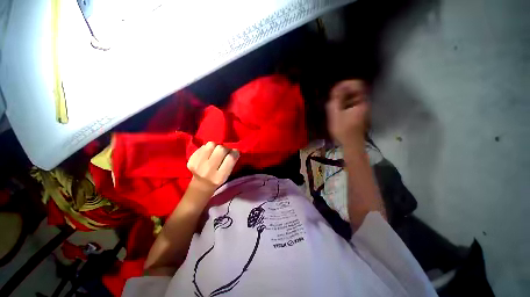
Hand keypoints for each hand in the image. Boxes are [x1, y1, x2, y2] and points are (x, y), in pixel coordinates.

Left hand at [187, 142, 238, 195]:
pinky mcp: (191, 159)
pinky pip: (203, 146)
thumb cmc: (218, 178)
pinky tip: (208, 154)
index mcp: (219, 176)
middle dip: (226, 148)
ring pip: (211, 144)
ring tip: (216, 152)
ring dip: (216, 146)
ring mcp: (197, 165)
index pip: (230, 158)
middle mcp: (208, 171)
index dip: (234, 152)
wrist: (201, 184)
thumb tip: (234, 150)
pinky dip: (208, 148)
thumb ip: (232, 162)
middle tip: (225, 152)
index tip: (235, 152)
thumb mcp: (228, 174)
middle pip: (221, 149)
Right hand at [326, 79, 368, 147]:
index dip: (345, 84)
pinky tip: (337, 111)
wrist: (351, 144)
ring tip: (333, 106)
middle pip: (355, 90)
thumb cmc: (343, 130)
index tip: (335, 90)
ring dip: (342, 98)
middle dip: (342, 92)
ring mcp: (362, 108)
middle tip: (333, 99)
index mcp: (361, 102)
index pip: (357, 84)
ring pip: (352, 97)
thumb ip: (336, 100)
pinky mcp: (358, 113)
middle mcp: (364, 103)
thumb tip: (337, 88)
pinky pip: (351, 103)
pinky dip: (344, 104)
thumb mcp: (336, 114)